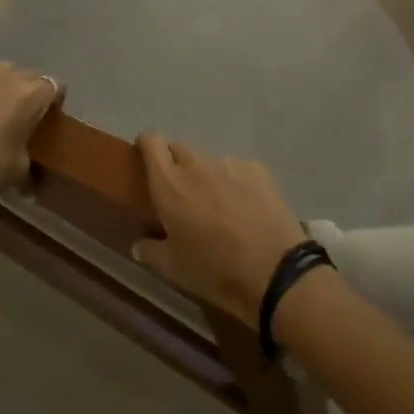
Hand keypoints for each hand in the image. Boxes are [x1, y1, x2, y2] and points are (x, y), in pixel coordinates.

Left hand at [0, 62, 62, 196]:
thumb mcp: (21, 167)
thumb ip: (30, 154)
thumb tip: (31, 168)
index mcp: (31, 95)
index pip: (55, 85)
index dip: (55, 98)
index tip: (51, 111)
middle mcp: (8, 78)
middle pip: (28, 74)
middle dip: (30, 88)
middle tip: (25, 110)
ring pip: (1, 71)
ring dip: (5, 84)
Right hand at [130, 134, 307, 325]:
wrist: (274, 272)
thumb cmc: (214, 271)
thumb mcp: (174, 269)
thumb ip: (151, 251)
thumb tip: (138, 244)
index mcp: (169, 184)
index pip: (151, 141)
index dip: (147, 146)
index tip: (147, 160)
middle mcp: (196, 165)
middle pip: (179, 149)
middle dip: (176, 164)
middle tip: (183, 194)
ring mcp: (229, 164)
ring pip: (209, 160)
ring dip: (206, 175)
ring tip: (218, 204)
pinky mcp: (257, 169)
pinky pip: (237, 169)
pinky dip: (235, 182)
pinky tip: (246, 207)